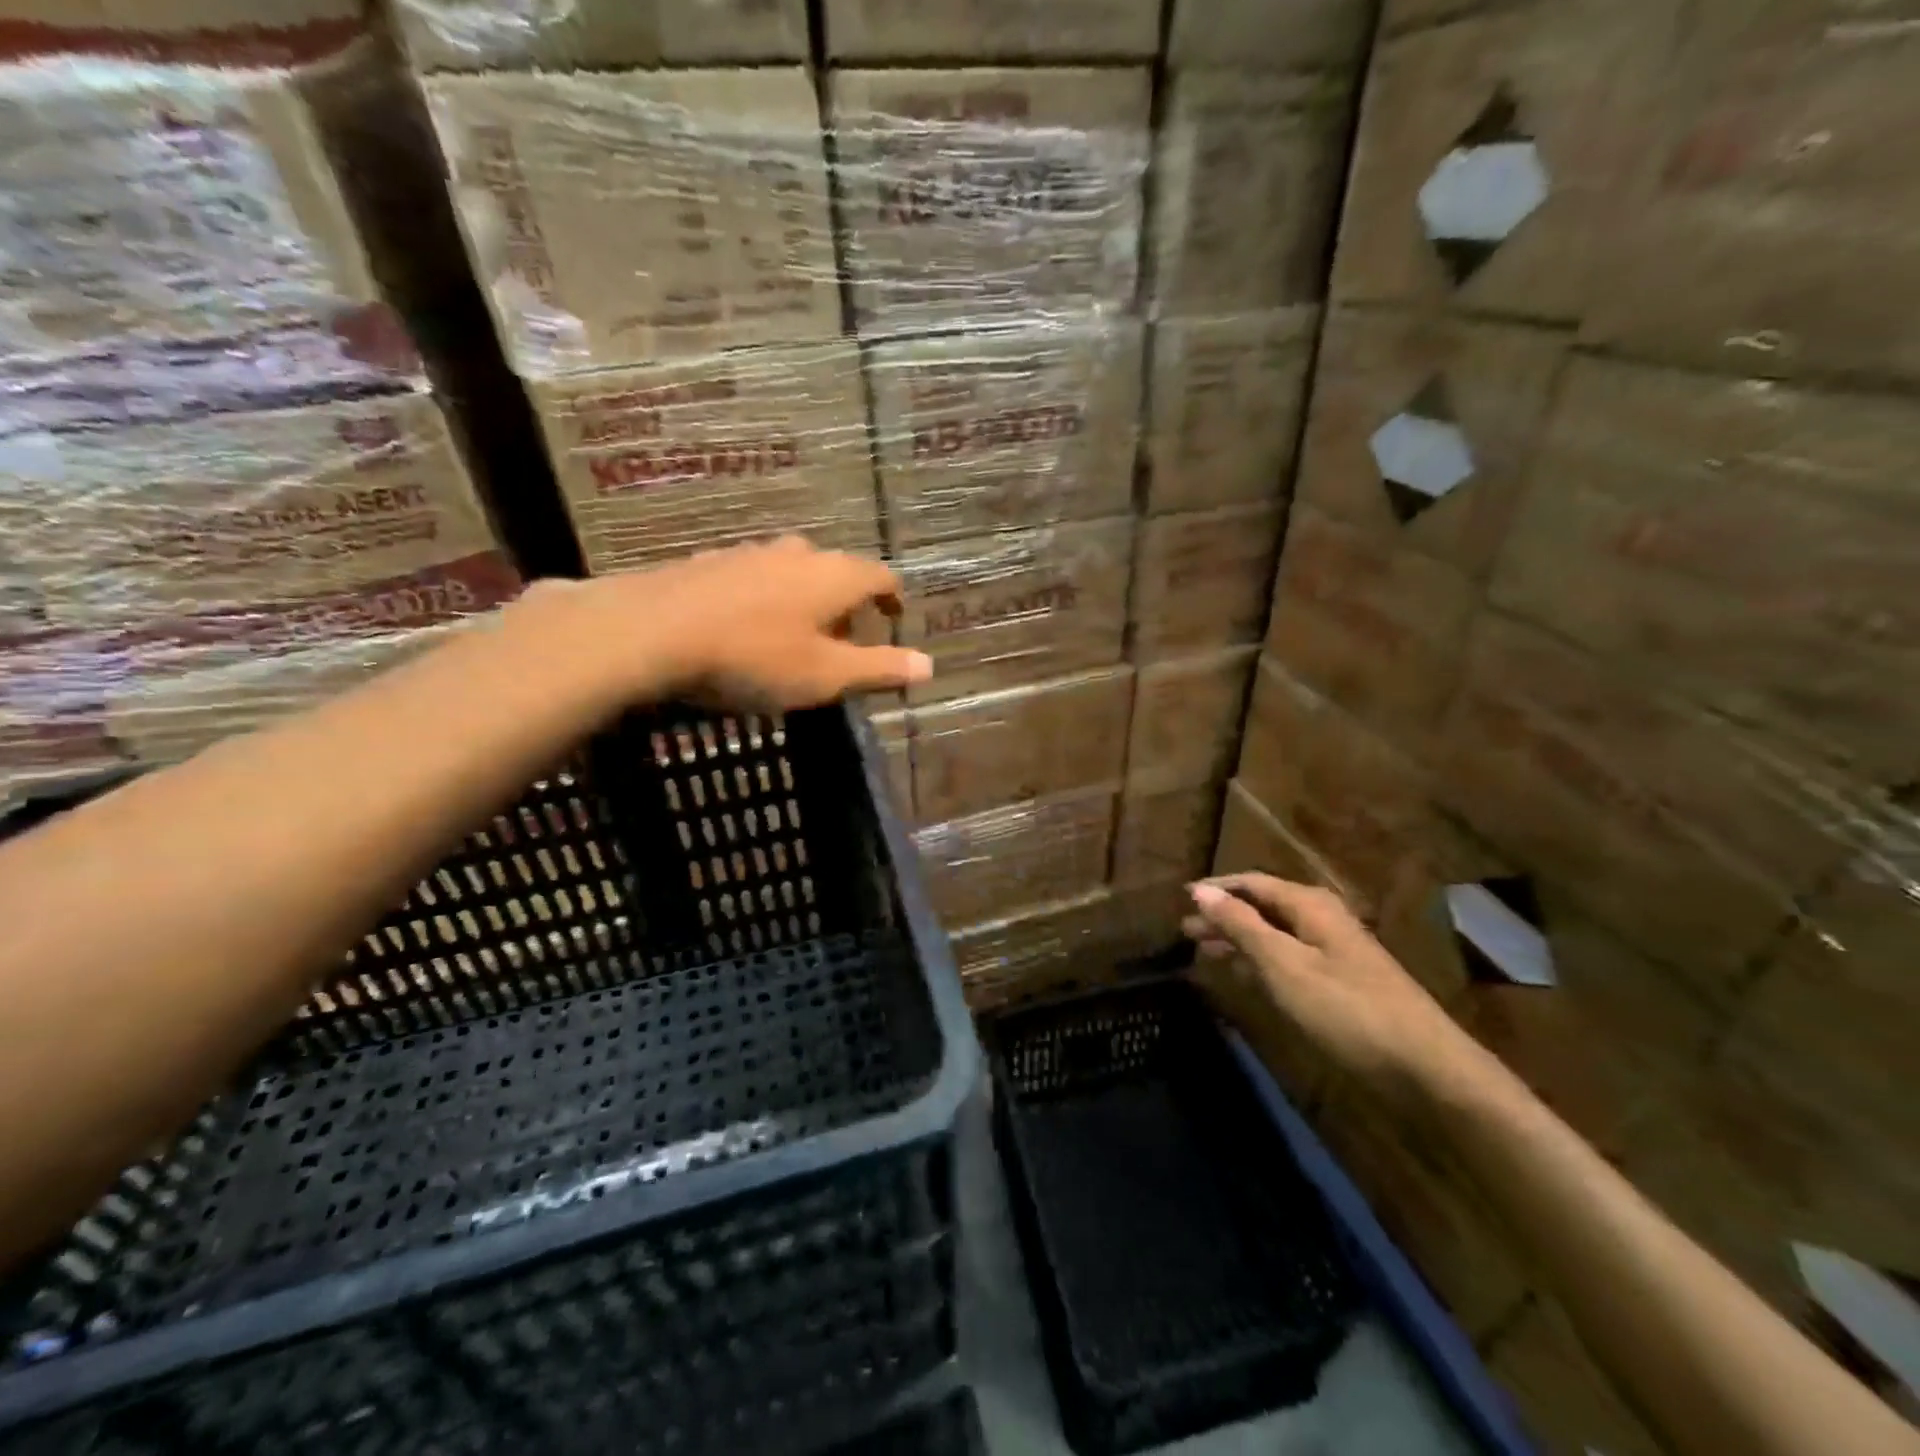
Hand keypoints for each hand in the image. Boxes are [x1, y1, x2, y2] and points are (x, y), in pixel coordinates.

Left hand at [509, 539, 931, 711]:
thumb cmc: (754, 657)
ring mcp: (748, 554)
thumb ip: (879, 669)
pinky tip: (744, 629)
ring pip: (791, 573)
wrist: (650, 633)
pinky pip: (752, 579)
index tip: (894, 618)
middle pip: (835, 572)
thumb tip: (929, 666)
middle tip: (842, 642)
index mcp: (834, 576)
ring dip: (803, 601)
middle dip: (845, 605)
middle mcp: (796, 553)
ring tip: (794, 638)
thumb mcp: (825, 676)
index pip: (880, 576)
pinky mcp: (707, 564)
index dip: (892, 598)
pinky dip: (764, 601)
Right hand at [1183, 874, 1477, 1097]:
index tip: (1181, 900)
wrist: (1424, 1066)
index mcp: (1309, 905)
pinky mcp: (1340, 981)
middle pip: (1262, 907)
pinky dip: (1260, 960)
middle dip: (1223, 916)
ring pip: (1274, 933)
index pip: (1252, 883)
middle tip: (1185, 932)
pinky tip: (1243, 973)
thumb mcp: (1283, 964)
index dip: (1216, 889)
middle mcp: (1321, 919)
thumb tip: (1201, 891)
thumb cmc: (1346, 1008)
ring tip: (1203, 951)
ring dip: (1239, 939)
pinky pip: (1288, 957)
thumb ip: (1241, 926)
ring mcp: (1333, 950)